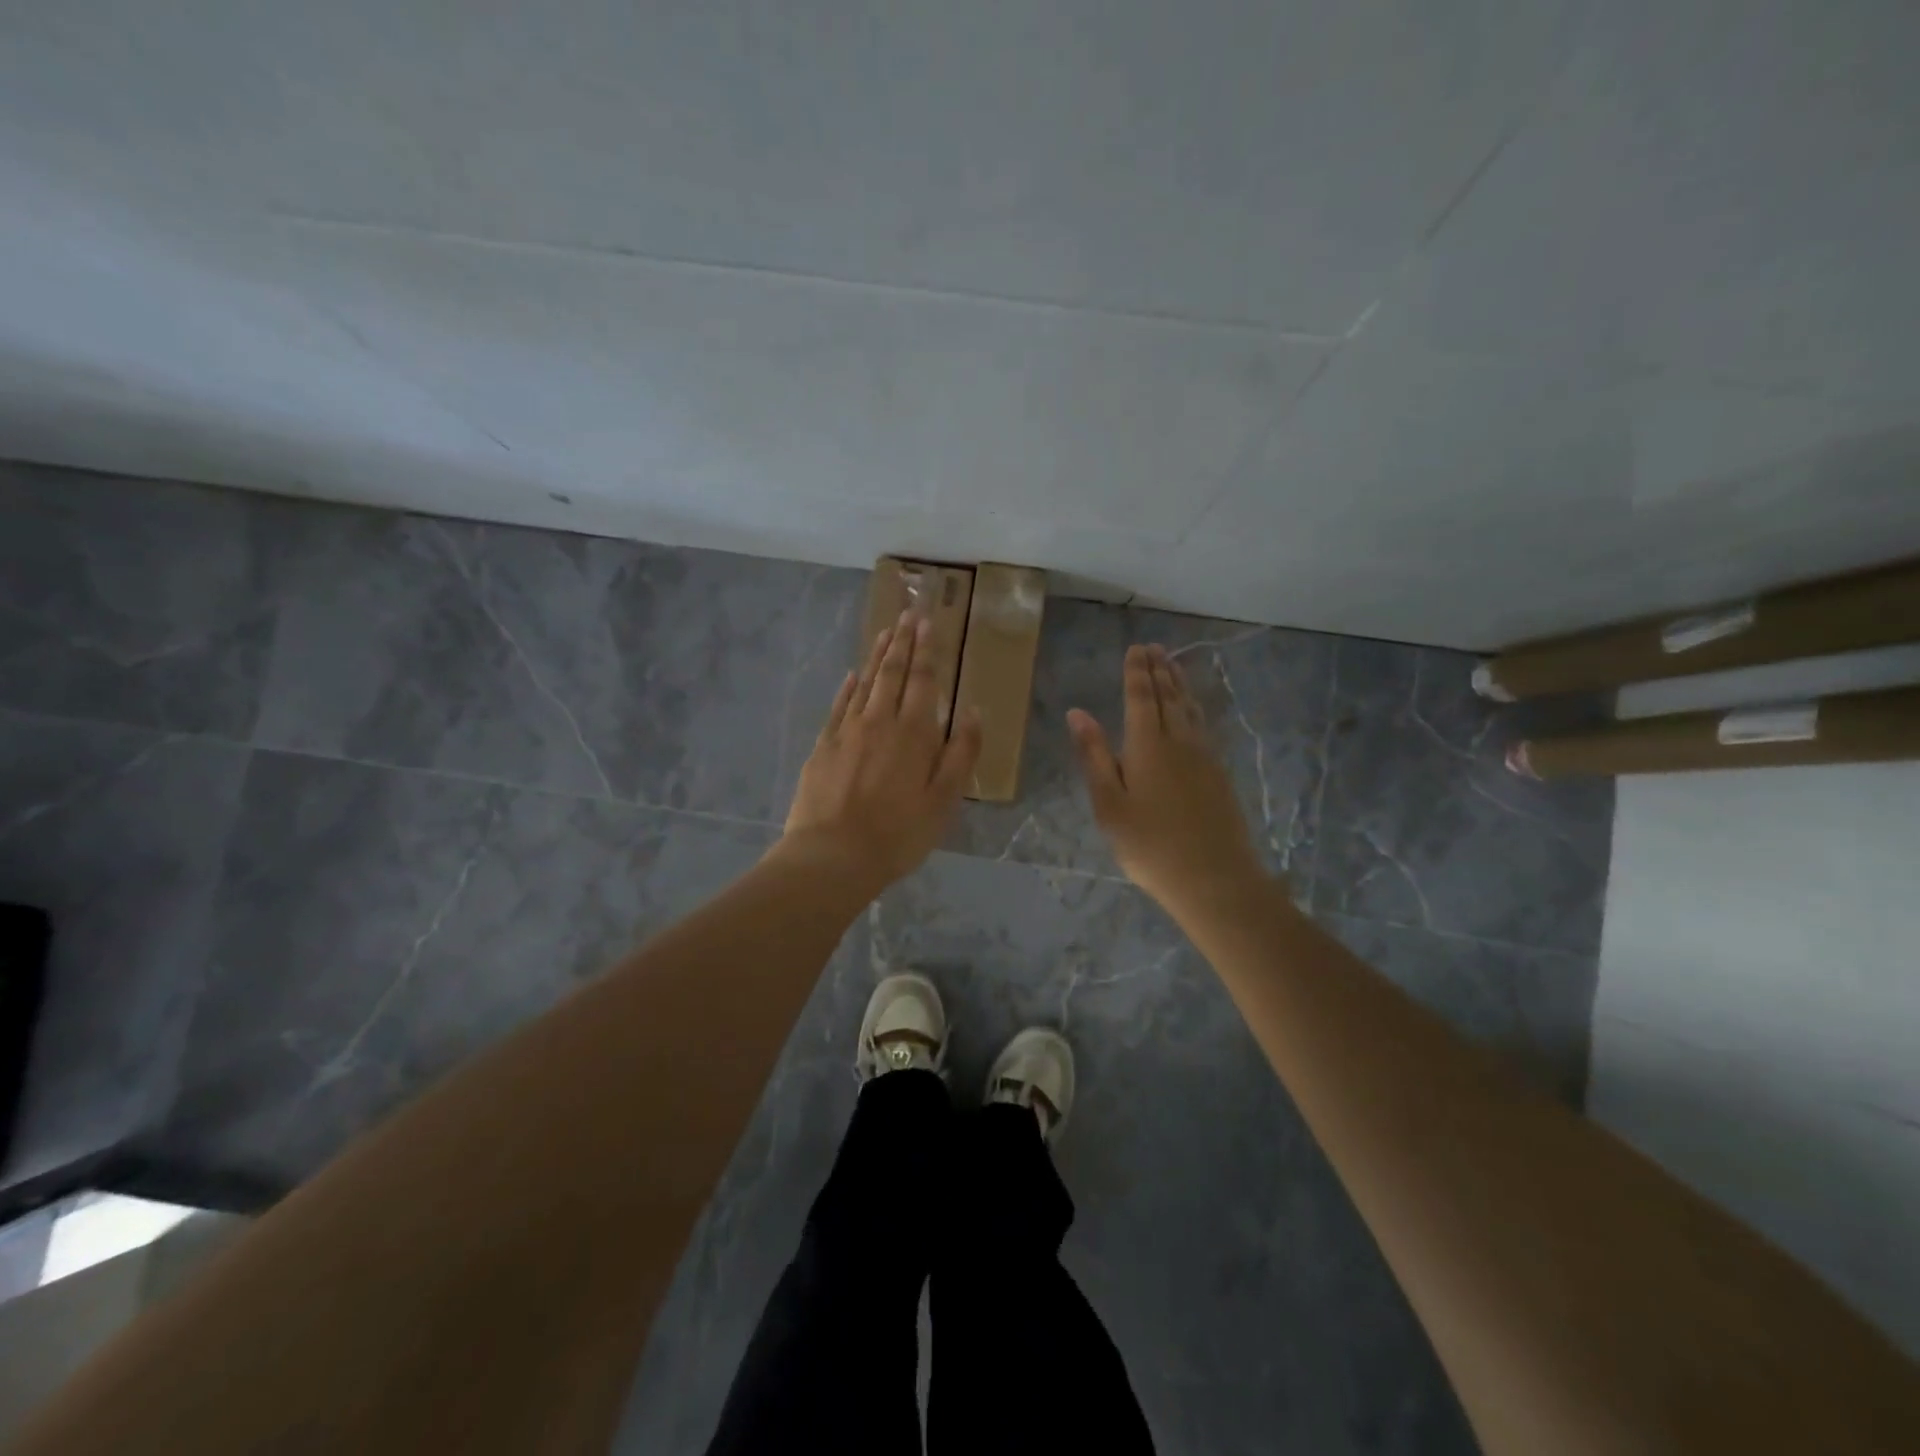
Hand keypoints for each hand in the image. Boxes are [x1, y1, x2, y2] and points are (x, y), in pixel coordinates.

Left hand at [779, 610, 981, 893]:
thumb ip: (961, 753)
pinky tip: (852, 675)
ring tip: (885, 631)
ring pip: (865, 683)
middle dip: (902, 641)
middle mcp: (880, 721)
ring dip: (876, 656)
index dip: (926, 649)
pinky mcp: (824, 746)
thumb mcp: (944, 800)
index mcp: (914, 733)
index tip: (927, 621)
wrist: (833, 855)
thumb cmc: (898, 833)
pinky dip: (847, 687)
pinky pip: (839, 706)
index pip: (923, 680)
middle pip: (893, 673)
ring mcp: (847, 731)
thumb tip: (975, 711)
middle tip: (907, 613)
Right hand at [1068, 643, 1268, 914]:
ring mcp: (1204, 757)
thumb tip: (1077, 713)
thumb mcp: (1109, 804)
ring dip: (1179, 684)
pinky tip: (1192, 711)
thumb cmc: (1149, 845)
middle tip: (1154, 648)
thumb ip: (1094, 755)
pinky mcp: (1218, 774)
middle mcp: (1179, 741)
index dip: (1137, 672)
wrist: (1214, 878)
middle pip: (1169, 697)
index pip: (1141, 697)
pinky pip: (1203, 726)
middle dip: (1159, 670)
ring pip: (1190, 709)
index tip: (1136, 648)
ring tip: (1173, 665)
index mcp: (1148, 745)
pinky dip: (1193, 707)